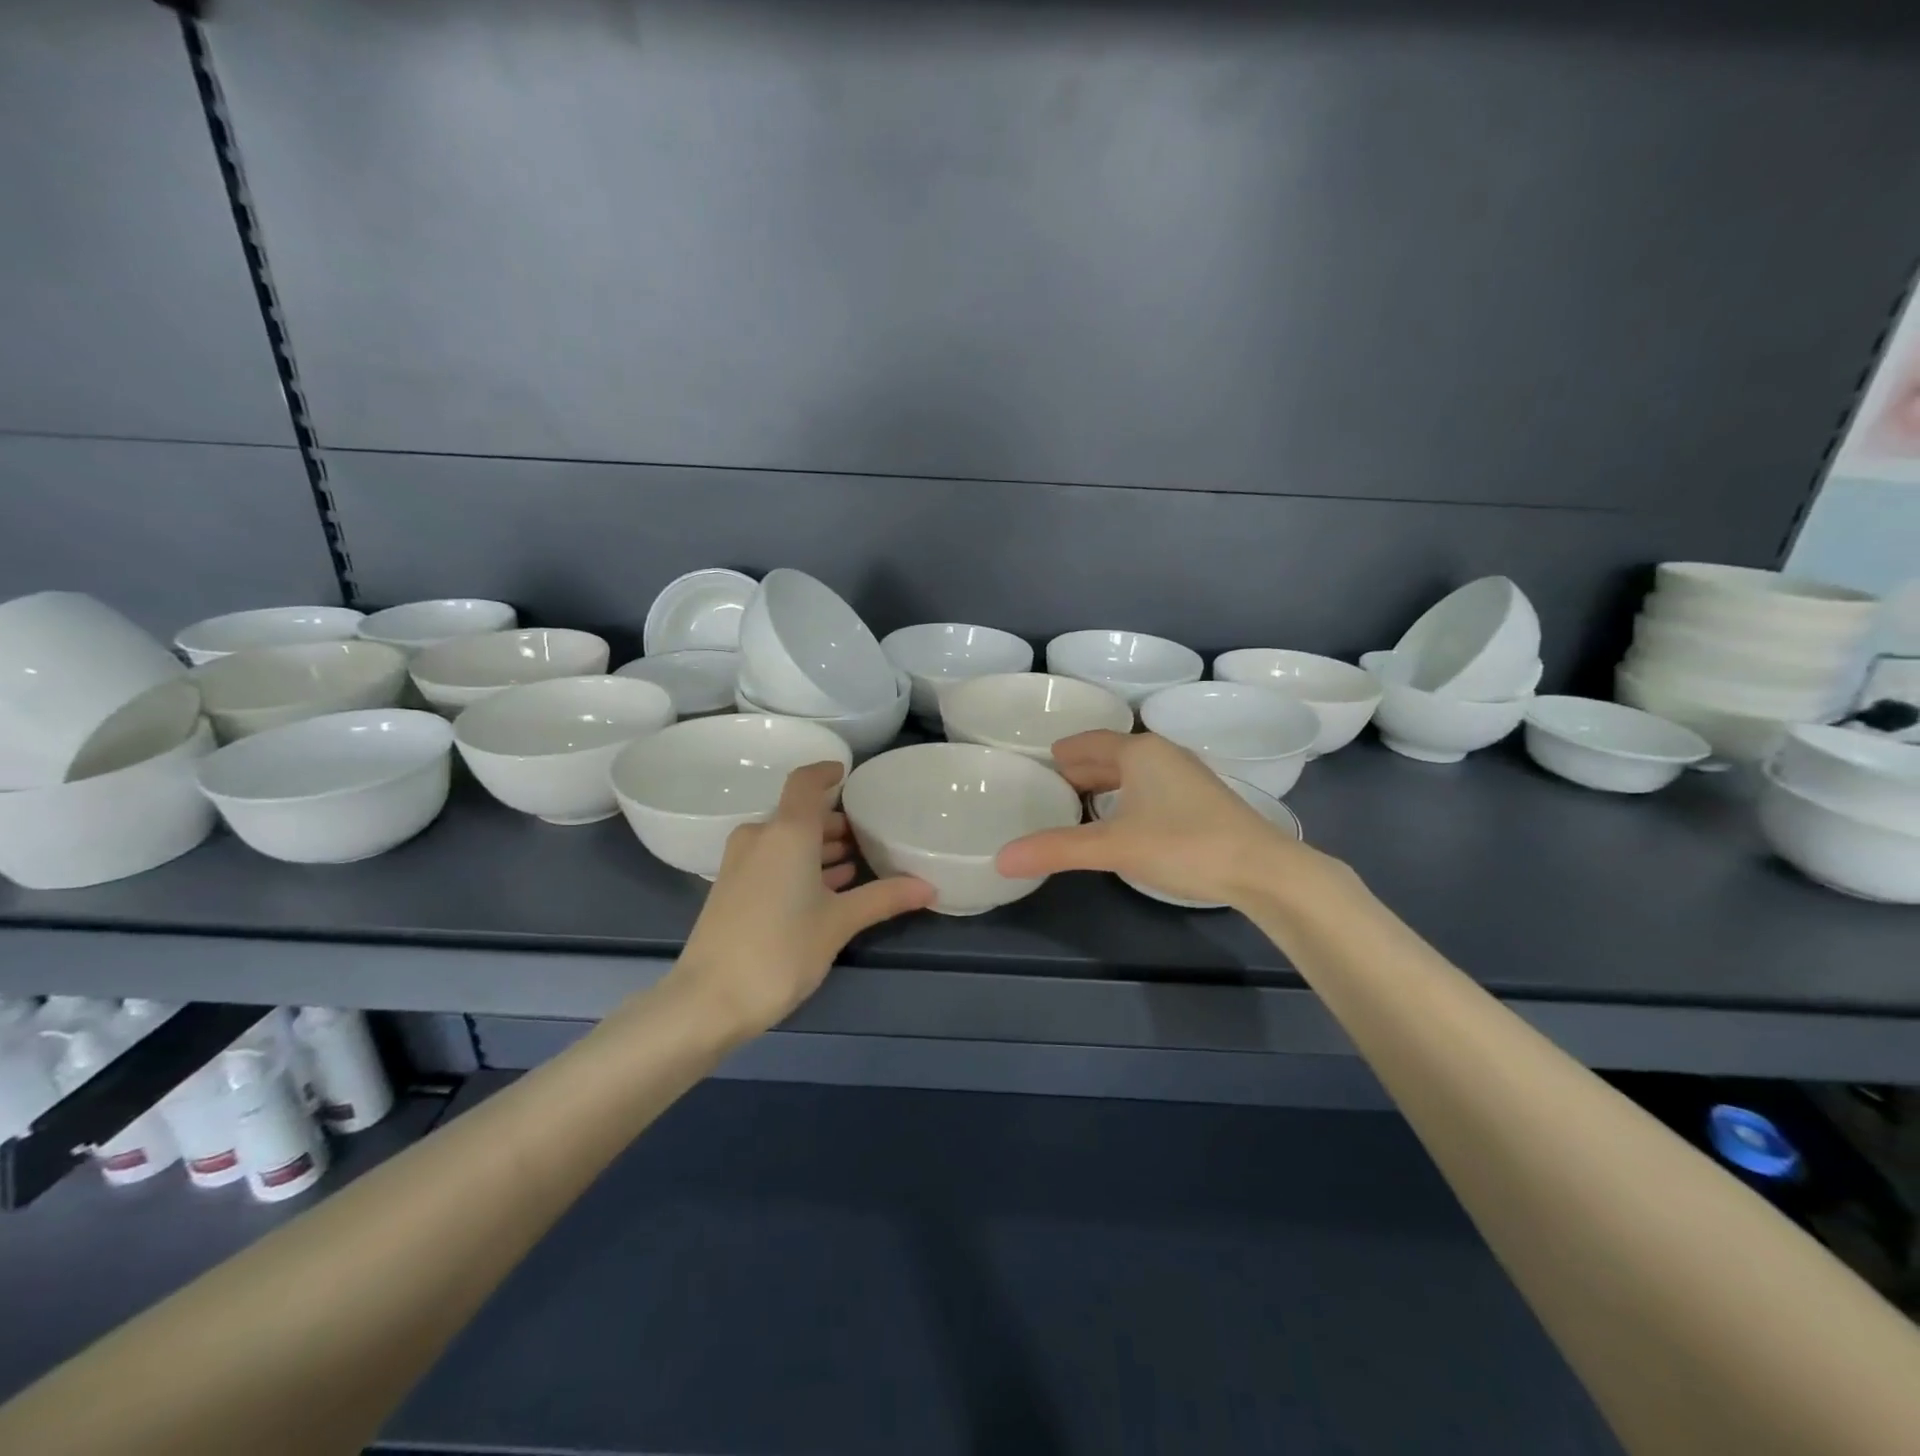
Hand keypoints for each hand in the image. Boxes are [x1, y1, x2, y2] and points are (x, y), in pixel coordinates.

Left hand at [674, 761, 934, 1036]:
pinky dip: (800, 865)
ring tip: (856, 862)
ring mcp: (741, 863)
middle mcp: (760, 837)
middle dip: (834, 820)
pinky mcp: (733, 888)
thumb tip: (929, 887)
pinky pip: (773, 860)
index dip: (827, 772)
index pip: (806, 782)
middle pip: (799, 814)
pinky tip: (827, 888)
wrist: (707, 1000)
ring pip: (786, 839)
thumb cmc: (780, 949)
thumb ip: (884, 898)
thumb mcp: (839, 923)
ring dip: (818, 846)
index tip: (849, 774)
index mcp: (787, 832)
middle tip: (869, 833)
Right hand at [996, 730, 1331, 907]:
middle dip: (1081, 768)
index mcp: (1140, 752)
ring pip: (1134, 773)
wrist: (1264, 870)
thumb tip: (1001, 859)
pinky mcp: (1202, 802)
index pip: (1090, 742)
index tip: (1040, 762)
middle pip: (1112, 755)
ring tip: (1079, 804)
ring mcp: (1187, 777)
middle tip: (1050, 786)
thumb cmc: (1184, 844)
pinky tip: (1124, 821)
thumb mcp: (1114, 846)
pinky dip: (1127, 797)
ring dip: (1106, 784)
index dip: (1064, 751)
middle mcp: (1164, 755)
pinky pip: (1151, 788)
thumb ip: (1057, 849)